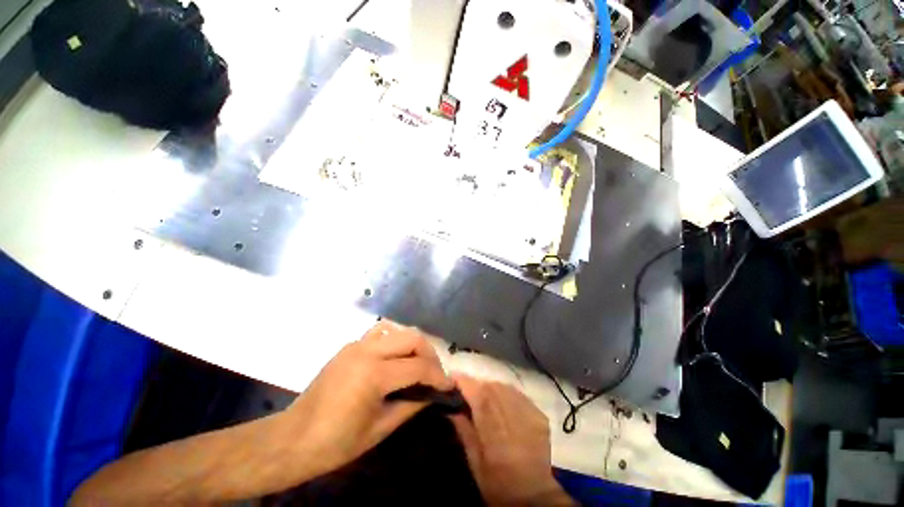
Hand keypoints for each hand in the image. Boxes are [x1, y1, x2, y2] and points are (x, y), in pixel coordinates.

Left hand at [279, 320, 453, 475]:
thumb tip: (432, 395)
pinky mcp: (342, 352)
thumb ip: (410, 406)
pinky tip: (393, 369)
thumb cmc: (340, 441)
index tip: (451, 390)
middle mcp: (363, 351)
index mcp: (374, 373)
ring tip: (416, 370)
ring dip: (409, 346)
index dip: (440, 378)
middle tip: (436, 380)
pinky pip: (373, 338)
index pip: (420, 366)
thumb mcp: (381, 427)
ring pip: (391, 331)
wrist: (299, 437)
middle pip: (410, 337)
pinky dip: (390, 346)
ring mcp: (350, 348)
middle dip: (430, 356)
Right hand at [449, 375, 574, 505]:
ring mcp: (534, 420)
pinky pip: (522, 397)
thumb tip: (453, 409)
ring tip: (478, 392)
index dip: (468, 385)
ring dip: (492, 387)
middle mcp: (519, 424)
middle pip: (497, 391)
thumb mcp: (475, 464)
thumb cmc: (497, 485)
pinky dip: (508, 394)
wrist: (532, 493)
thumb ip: (466, 434)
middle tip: (462, 385)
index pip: (483, 401)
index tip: (452, 377)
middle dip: (478, 383)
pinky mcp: (543, 420)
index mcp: (499, 439)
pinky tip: (499, 400)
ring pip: (511, 390)